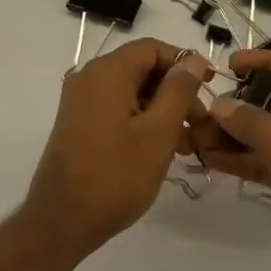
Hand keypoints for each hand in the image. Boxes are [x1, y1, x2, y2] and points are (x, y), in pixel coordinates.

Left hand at [22, 38, 211, 263]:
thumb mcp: (158, 132)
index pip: (153, 48)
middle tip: (200, 122)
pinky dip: (141, 119)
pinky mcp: (77, 123)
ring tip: (186, 142)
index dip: (184, 62)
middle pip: (141, 68)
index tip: (210, 86)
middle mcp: (89, 77)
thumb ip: (179, 91)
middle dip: (175, 90)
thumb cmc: (116, 175)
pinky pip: (116, 108)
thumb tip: (193, 59)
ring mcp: (80, 101)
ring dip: (161, 109)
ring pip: (130, 91)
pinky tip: (160, 148)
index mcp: (107, 72)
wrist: (61, 222)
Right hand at [189, 50, 270, 270]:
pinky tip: (211, 158)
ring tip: (198, 133)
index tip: (229, 64)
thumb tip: (219, 105)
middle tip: (206, 104)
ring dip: (237, 133)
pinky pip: (269, 161)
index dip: (263, 61)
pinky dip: (244, 159)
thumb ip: (254, 124)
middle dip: (242, 103)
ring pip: (270, 133)